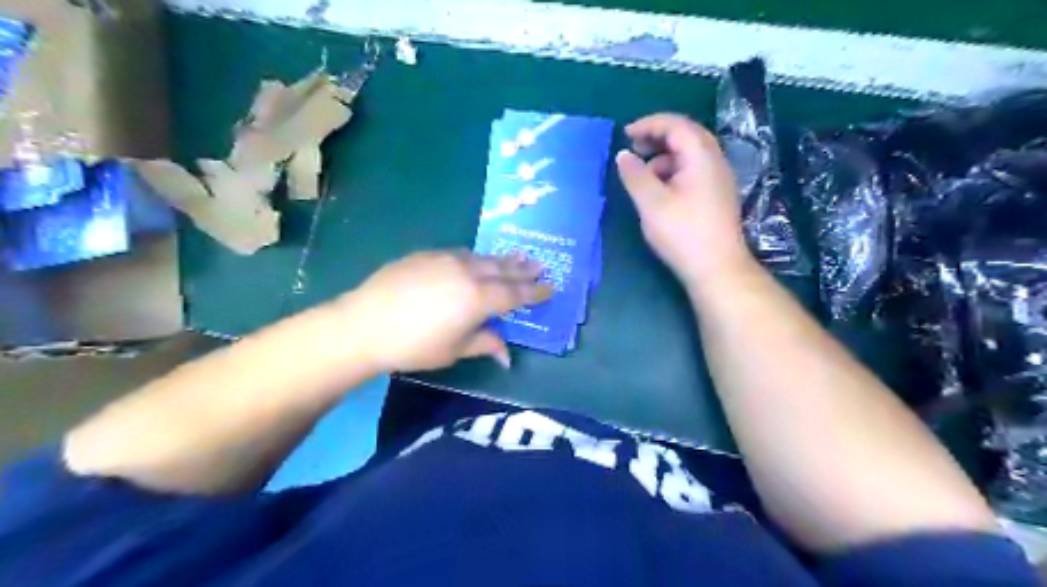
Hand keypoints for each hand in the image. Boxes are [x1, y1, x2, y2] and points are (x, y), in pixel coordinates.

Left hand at [331, 250, 550, 370]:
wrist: (364, 324)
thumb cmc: (414, 345)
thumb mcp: (454, 350)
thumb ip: (485, 344)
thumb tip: (508, 356)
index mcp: (479, 298)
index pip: (515, 293)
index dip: (535, 292)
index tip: (550, 287)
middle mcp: (468, 272)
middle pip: (503, 269)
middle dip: (523, 269)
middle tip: (540, 265)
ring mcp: (446, 259)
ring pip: (482, 257)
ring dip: (501, 260)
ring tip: (516, 259)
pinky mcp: (426, 255)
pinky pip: (459, 254)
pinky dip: (475, 258)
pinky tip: (475, 260)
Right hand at [616, 112, 752, 285]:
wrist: (717, 268)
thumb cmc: (683, 234)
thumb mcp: (651, 203)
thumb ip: (635, 175)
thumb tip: (623, 155)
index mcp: (701, 157)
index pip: (676, 125)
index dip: (649, 124)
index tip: (625, 134)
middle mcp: (715, 161)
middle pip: (686, 135)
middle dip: (657, 137)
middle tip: (634, 148)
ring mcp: (719, 178)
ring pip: (690, 153)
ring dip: (664, 156)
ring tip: (643, 174)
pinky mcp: (717, 195)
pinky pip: (694, 170)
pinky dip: (674, 170)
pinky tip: (660, 191)